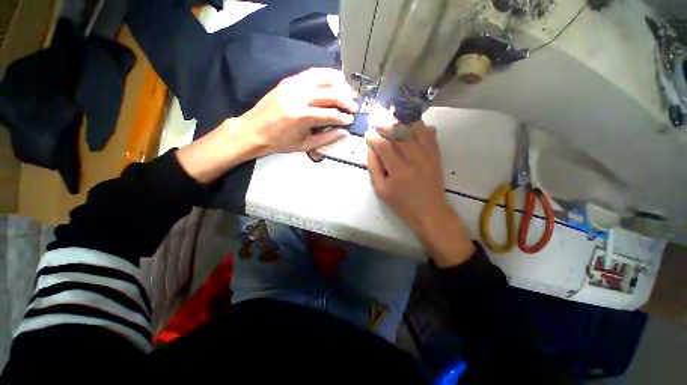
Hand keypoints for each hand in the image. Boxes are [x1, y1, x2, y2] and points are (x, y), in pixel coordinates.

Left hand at [177, 68, 356, 183]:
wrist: (253, 130)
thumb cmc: (279, 142)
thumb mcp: (304, 146)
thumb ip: (326, 138)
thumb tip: (344, 133)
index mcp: (301, 117)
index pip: (330, 114)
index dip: (343, 117)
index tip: (351, 120)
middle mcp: (298, 97)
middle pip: (330, 93)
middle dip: (346, 100)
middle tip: (354, 107)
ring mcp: (293, 85)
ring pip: (323, 78)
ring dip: (340, 84)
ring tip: (349, 92)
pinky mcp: (289, 80)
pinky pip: (312, 72)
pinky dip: (327, 75)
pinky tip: (335, 80)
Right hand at [365, 115, 474, 266]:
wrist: (430, 210)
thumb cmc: (402, 203)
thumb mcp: (381, 190)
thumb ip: (374, 168)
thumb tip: (371, 150)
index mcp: (397, 169)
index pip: (383, 145)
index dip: (373, 137)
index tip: (367, 133)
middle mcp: (413, 157)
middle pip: (398, 132)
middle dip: (385, 124)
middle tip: (377, 122)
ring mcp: (427, 153)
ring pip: (414, 128)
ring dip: (402, 121)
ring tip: (393, 121)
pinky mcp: (435, 153)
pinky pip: (429, 133)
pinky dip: (420, 126)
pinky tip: (412, 127)